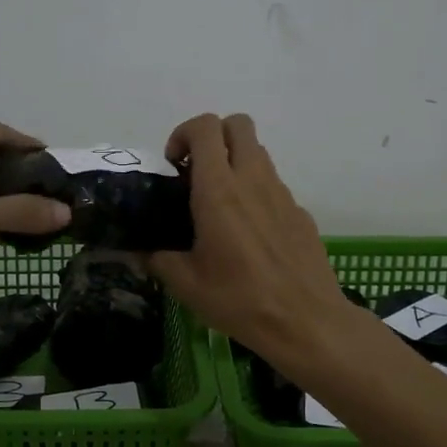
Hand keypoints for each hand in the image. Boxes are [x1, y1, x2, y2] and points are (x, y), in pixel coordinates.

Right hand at [151, 113, 354, 358]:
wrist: (306, 322)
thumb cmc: (240, 299)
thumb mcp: (186, 284)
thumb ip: (157, 259)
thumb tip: (140, 252)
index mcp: (219, 190)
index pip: (205, 128)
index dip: (184, 133)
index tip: (173, 164)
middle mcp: (253, 180)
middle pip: (238, 124)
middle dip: (214, 136)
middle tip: (197, 171)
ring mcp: (282, 194)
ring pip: (258, 153)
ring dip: (236, 162)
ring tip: (221, 204)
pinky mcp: (301, 212)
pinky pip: (274, 186)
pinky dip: (257, 193)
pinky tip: (250, 235)